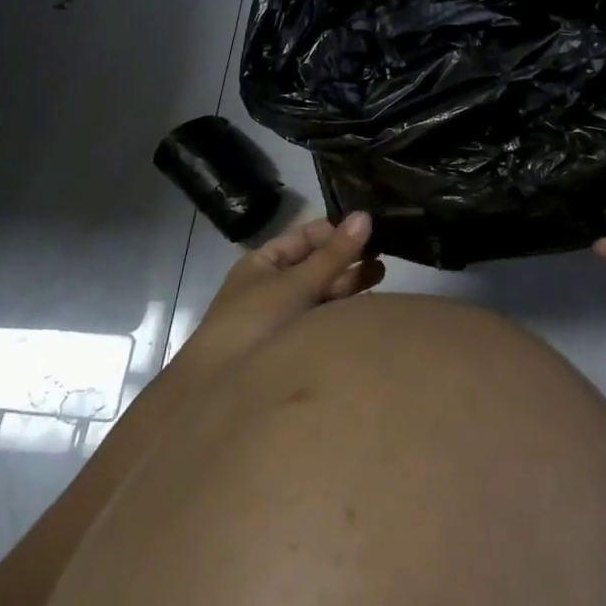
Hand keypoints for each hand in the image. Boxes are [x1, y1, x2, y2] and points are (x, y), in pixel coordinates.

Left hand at [181, 212, 382, 370]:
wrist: (222, 389)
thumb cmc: (255, 321)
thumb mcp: (296, 283)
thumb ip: (333, 254)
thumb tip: (364, 215)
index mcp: (262, 263)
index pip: (304, 237)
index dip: (334, 232)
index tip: (368, 231)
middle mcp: (272, 285)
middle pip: (315, 265)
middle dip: (346, 259)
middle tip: (382, 256)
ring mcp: (282, 316)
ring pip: (320, 291)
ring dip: (348, 284)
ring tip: (381, 276)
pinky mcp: (292, 344)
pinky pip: (321, 317)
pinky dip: (341, 309)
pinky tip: (364, 306)